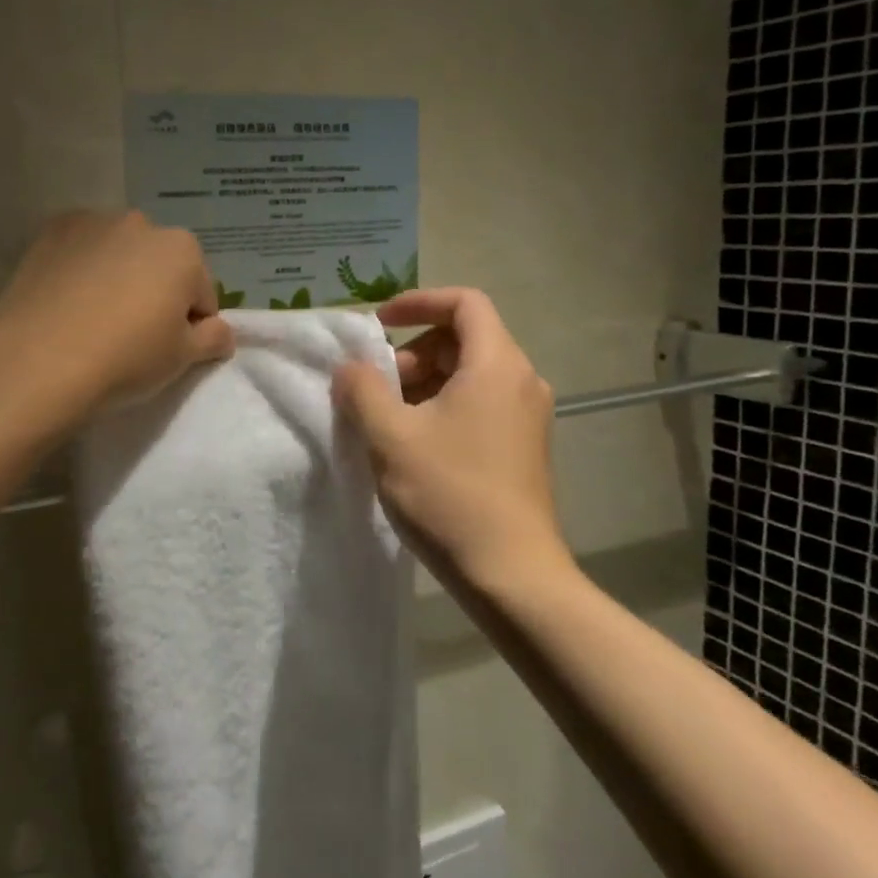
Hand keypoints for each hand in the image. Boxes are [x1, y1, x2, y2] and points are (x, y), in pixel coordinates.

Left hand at [0, 210, 233, 419]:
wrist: (39, 361)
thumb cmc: (125, 359)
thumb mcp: (183, 359)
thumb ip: (213, 339)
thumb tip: (219, 331)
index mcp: (183, 250)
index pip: (202, 293)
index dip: (191, 326)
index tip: (169, 351)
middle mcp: (141, 223)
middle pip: (160, 266)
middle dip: (155, 293)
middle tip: (132, 336)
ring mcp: (92, 223)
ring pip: (119, 255)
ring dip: (117, 278)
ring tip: (94, 321)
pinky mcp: (51, 232)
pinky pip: (81, 253)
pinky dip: (81, 270)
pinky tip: (66, 304)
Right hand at [333, 288, 564, 592]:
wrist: (511, 574)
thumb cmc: (449, 494)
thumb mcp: (390, 436)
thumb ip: (362, 389)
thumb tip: (351, 367)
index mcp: (497, 365)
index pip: (464, 303)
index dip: (417, 302)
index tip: (378, 323)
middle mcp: (522, 381)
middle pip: (463, 340)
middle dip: (412, 353)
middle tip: (376, 387)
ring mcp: (527, 417)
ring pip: (468, 375)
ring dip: (423, 384)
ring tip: (387, 420)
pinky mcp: (523, 447)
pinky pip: (479, 404)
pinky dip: (442, 407)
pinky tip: (412, 446)